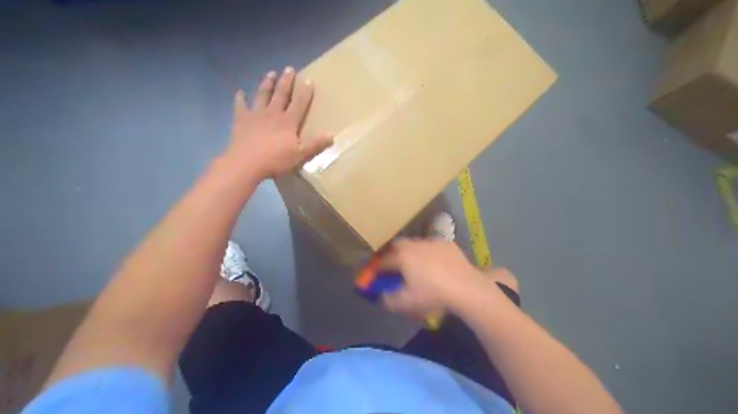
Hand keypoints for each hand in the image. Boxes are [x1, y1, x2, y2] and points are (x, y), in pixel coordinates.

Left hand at [221, 66, 332, 178]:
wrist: (246, 163)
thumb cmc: (275, 160)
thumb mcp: (300, 155)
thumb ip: (315, 145)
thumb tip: (331, 134)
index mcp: (288, 122)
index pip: (299, 104)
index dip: (305, 92)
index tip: (308, 79)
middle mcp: (273, 113)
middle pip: (281, 94)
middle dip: (286, 82)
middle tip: (289, 68)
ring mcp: (255, 115)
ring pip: (262, 95)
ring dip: (267, 84)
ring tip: (270, 73)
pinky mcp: (241, 120)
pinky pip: (240, 106)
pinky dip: (240, 99)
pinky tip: (240, 93)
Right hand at [380, 240, 500, 316]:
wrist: (466, 288)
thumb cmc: (433, 295)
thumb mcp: (407, 303)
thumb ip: (389, 299)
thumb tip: (382, 296)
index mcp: (402, 257)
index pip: (383, 261)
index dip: (376, 268)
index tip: (374, 274)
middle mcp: (415, 245)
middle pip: (397, 245)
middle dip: (393, 254)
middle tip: (394, 266)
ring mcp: (432, 242)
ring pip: (415, 244)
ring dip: (411, 253)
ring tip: (416, 265)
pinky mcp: (447, 244)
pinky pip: (432, 246)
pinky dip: (428, 253)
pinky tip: (435, 264)